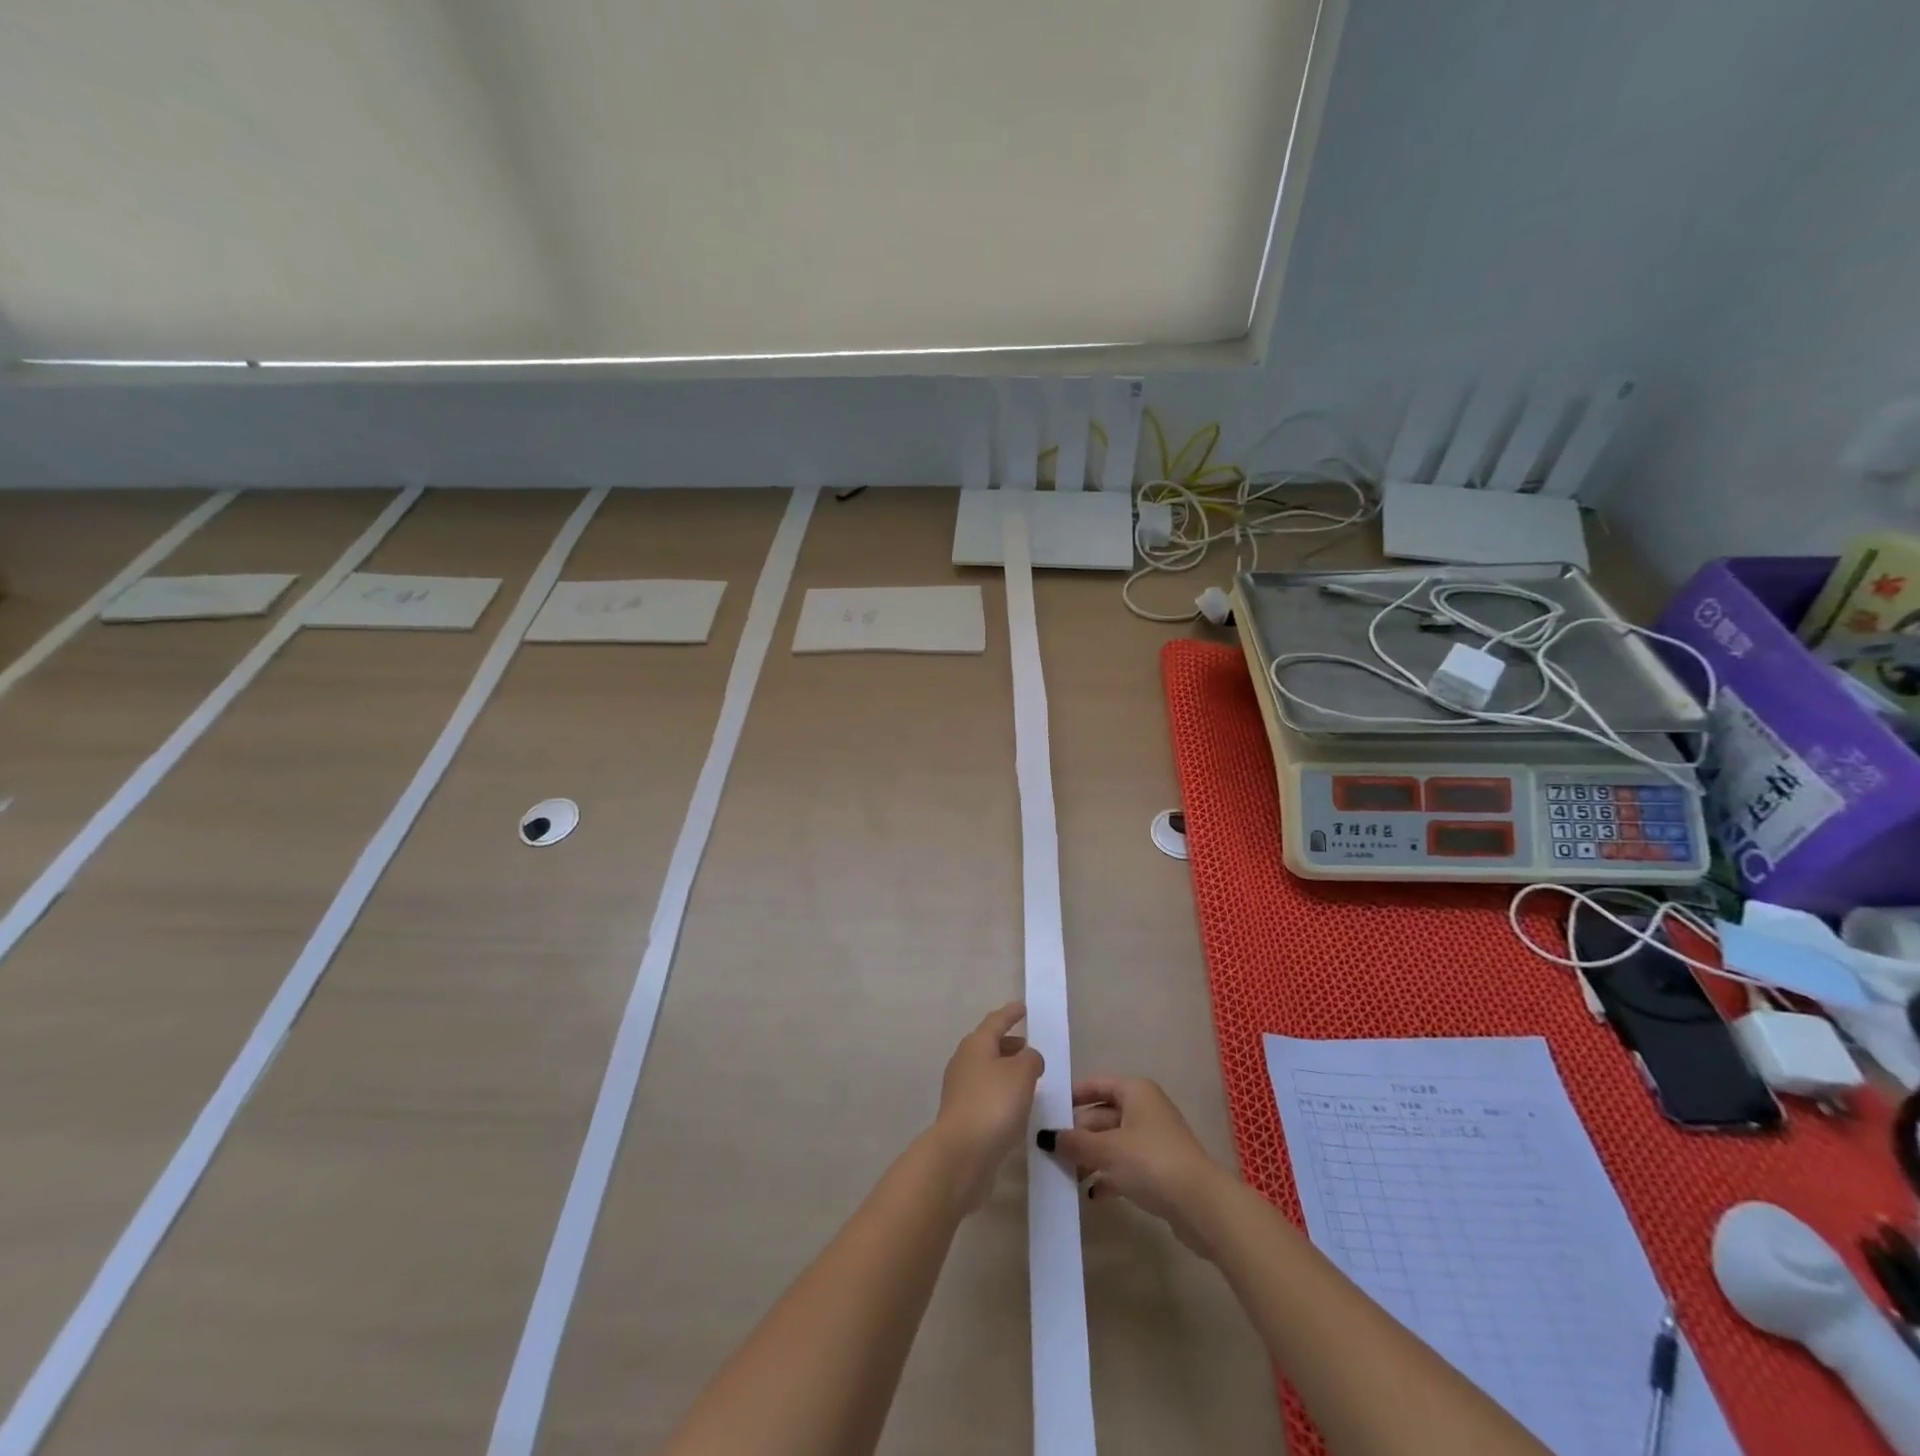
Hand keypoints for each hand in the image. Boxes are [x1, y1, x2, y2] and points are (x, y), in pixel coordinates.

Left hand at [931, 1002, 1043, 1209]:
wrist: (962, 1155)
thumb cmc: (993, 1104)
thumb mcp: (1022, 1073)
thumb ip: (1031, 1059)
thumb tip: (1028, 1058)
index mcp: (976, 1044)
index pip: (995, 1021)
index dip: (1010, 1014)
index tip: (1022, 1007)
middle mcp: (964, 1062)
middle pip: (989, 1046)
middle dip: (1009, 1045)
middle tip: (1029, 1047)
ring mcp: (960, 1091)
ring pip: (988, 1072)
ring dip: (1007, 1072)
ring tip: (1029, 1079)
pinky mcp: (963, 1117)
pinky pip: (987, 1096)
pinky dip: (1002, 1095)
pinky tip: (1017, 1108)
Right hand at [1050, 1077, 1228, 1256]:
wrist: (1201, 1205)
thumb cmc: (1151, 1162)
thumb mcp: (1107, 1150)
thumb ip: (1075, 1143)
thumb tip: (1046, 1137)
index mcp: (1135, 1092)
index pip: (1096, 1085)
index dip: (1072, 1096)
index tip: (1049, 1112)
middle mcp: (1145, 1109)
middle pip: (1103, 1115)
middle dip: (1078, 1134)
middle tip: (1050, 1151)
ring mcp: (1154, 1140)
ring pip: (1113, 1143)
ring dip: (1091, 1157)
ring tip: (1066, 1175)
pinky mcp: (1160, 1169)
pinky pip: (1126, 1165)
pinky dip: (1109, 1176)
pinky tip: (1092, 1193)